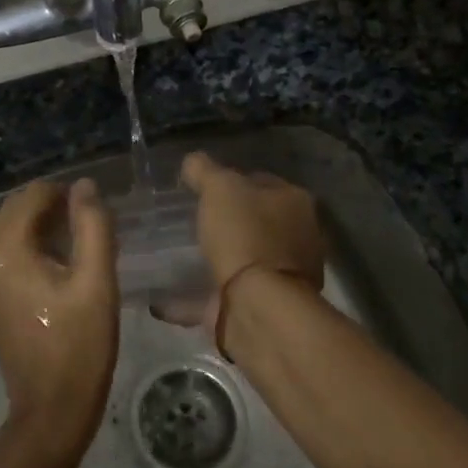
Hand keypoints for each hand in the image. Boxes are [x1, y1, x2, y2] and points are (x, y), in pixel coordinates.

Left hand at [0, 179, 119, 454]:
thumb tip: (85, 186)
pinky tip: (64, 261)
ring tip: (84, 237)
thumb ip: (93, 226)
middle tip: (93, 219)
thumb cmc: (79, 345)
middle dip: (54, 204)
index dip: (65, 191)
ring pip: (13, 230)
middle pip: (17, 209)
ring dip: (45, 224)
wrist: (51, 410)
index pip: (32, 195)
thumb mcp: (96, 281)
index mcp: (5, 250)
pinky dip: (35, 245)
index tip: (96, 206)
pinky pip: (10, 252)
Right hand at [153, 153, 325, 332]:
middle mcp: (299, 236)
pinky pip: (225, 294)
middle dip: (229, 221)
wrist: (258, 304)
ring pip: (246, 257)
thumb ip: (204, 170)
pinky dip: (200, 294)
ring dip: (220, 258)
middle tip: (193, 219)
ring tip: (182, 256)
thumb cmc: (245, 234)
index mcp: (295, 202)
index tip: (203, 188)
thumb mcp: (219, 187)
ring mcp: (284, 274)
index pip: (261, 181)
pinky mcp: (265, 306)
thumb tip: (193, 161)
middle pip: (257, 220)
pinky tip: (169, 296)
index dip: (232, 181)